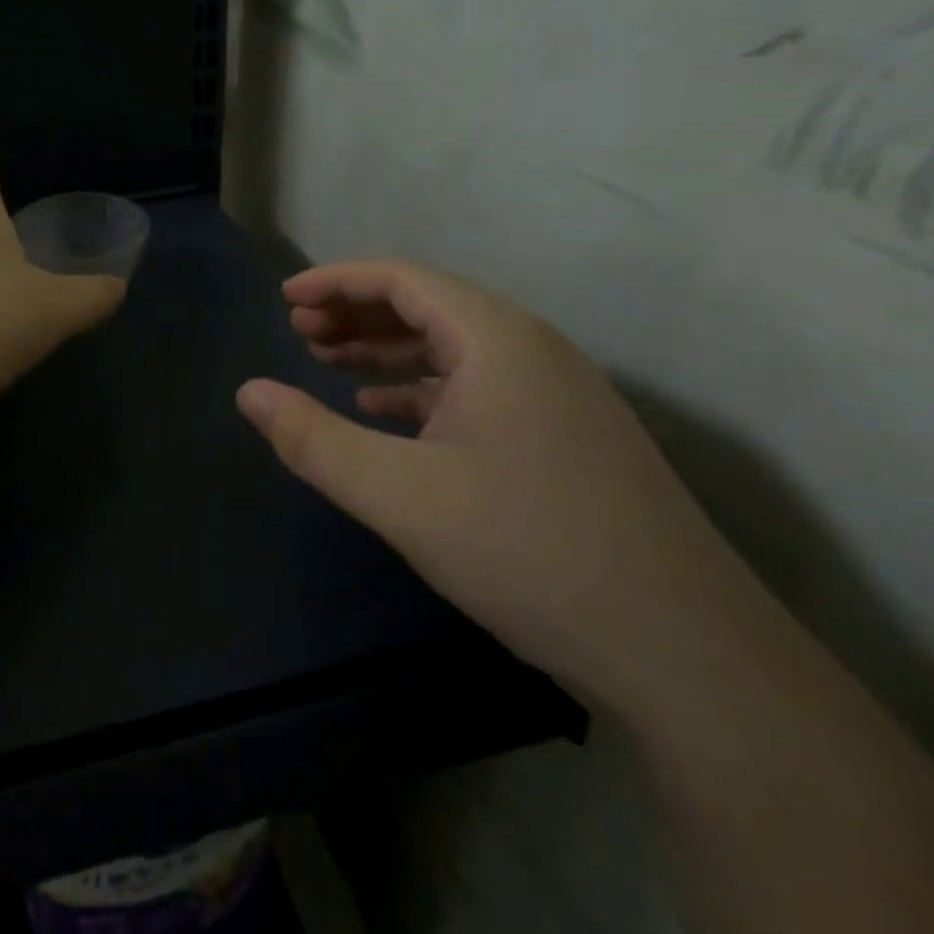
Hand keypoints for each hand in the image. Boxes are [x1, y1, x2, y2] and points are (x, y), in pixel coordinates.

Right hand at [235, 259, 759, 710]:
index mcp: (498, 341)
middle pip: (428, 306)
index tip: (285, 298)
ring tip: (328, 363)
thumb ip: (312, 439)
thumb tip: (248, 392)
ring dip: (386, 349)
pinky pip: (476, 389)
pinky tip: (385, 413)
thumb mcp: (398, 495)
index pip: (403, 279)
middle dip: (356, 313)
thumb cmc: (527, 551)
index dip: (337, 281)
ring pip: (453, 349)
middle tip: (298, 332)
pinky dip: (420, 389)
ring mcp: (556, 397)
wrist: (684, 653)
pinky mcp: (563, 439)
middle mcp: (532, 352)